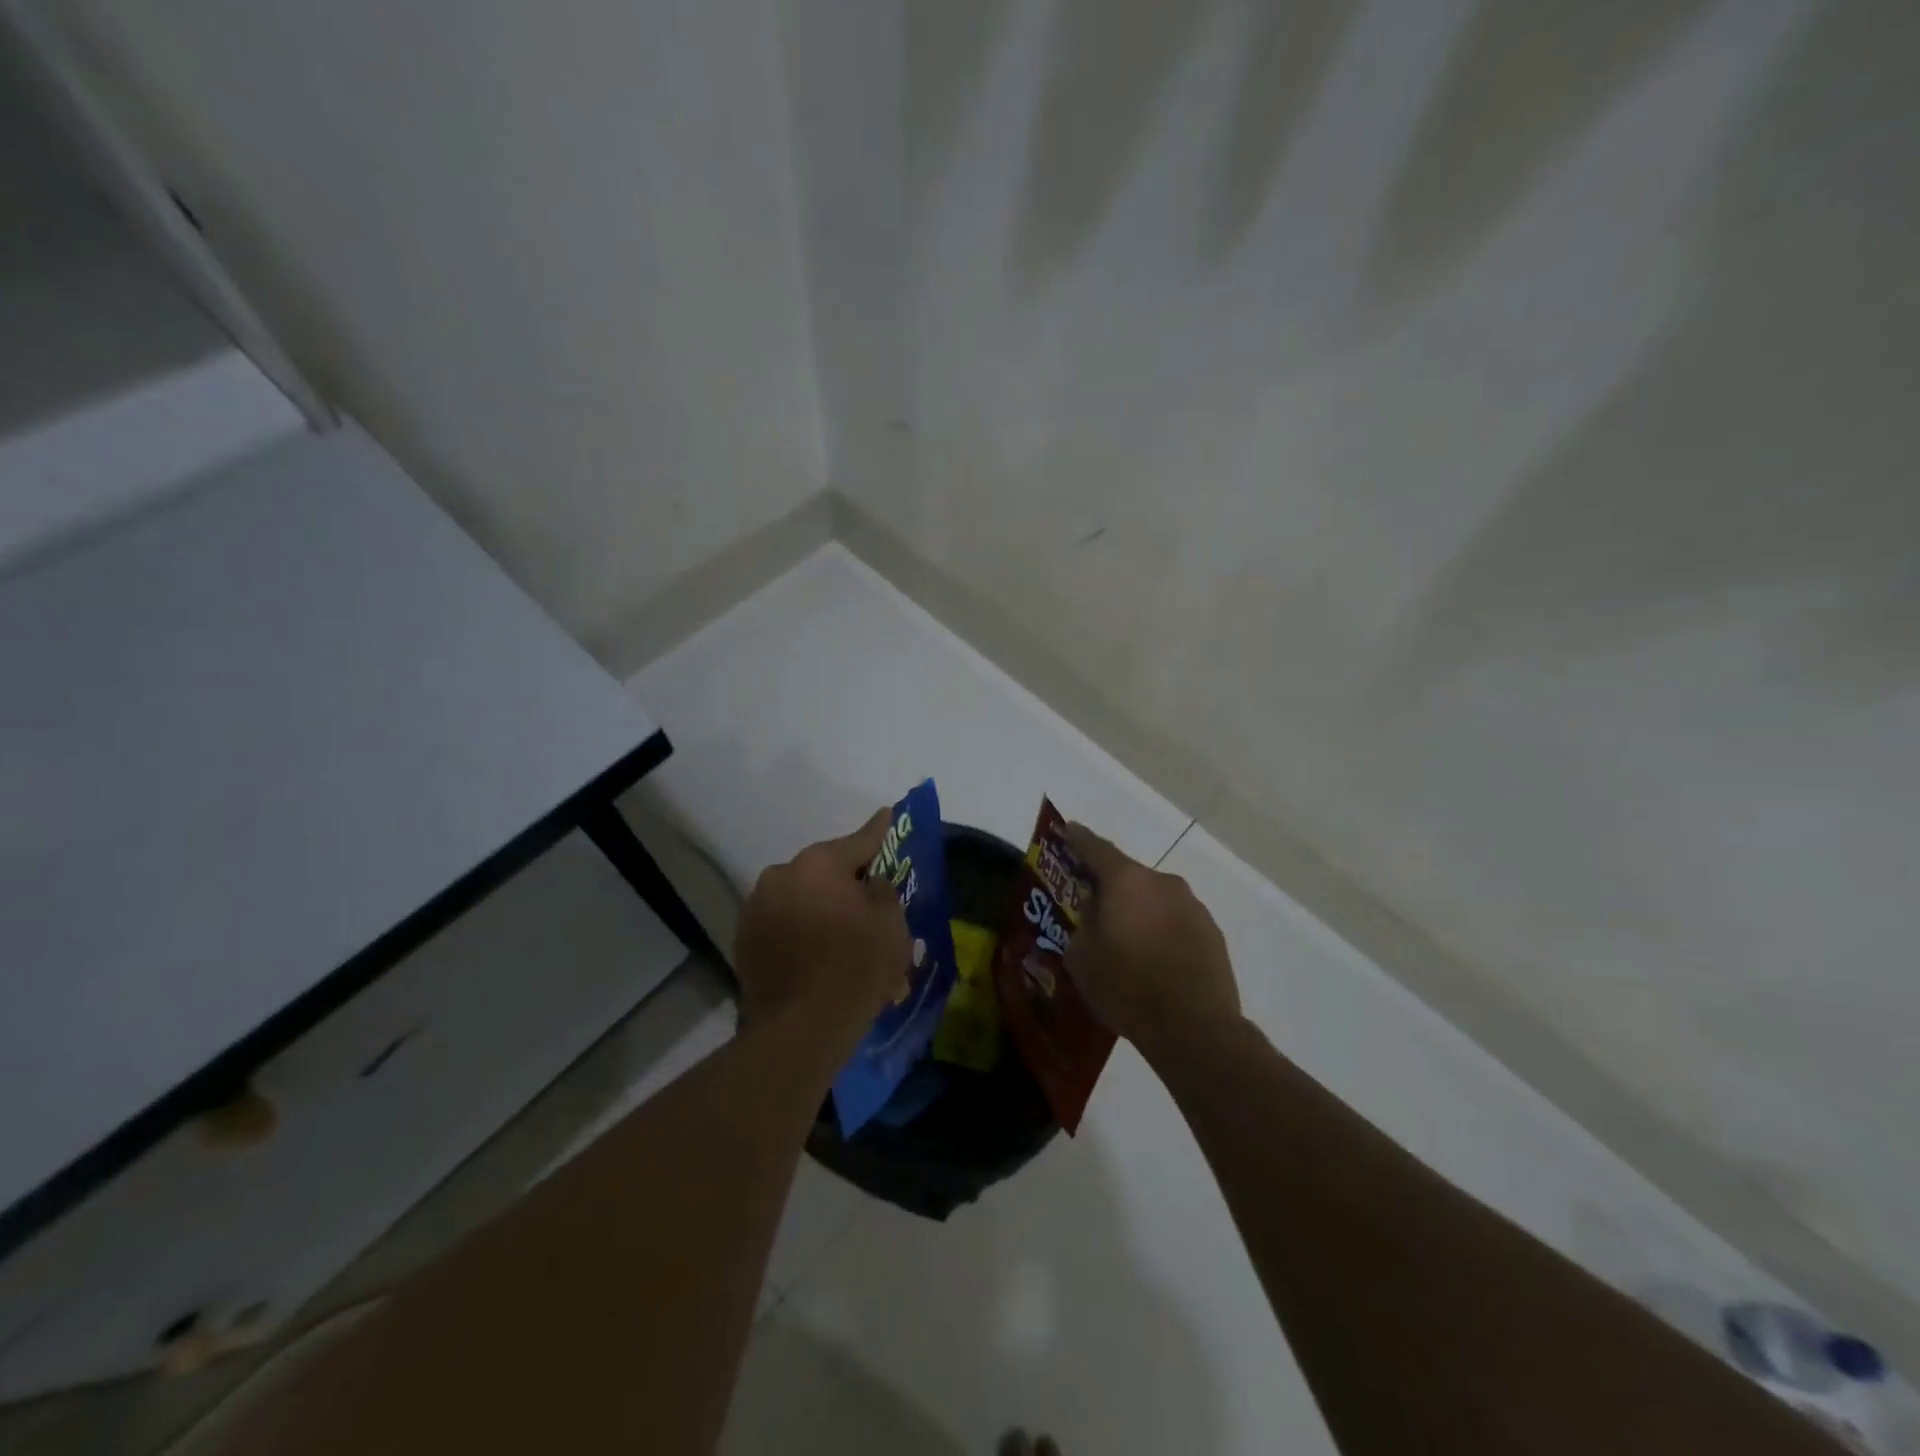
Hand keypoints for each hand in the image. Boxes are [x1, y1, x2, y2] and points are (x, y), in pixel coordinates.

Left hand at [734, 808, 911, 1046]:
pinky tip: (817, 957)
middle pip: (824, 871)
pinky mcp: (744, 941)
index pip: (858, 840)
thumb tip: (869, 883)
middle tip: (868, 904)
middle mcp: (781, 875)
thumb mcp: (891, 924)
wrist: (800, 1028)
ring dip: (820, 910)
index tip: (886, 814)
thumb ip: (882, 891)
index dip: (878, 829)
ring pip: (800, 899)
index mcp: (818, 863)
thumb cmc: (856, 966)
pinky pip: (782, 925)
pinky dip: (800, 932)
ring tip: (842, 939)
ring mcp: (757, 908)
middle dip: (845, 884)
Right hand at [1062, 824, 1240, 1052]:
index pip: (1096, 848)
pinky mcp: (1212, 932)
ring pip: (1155, 899)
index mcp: (1126, 881)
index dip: (1078, 838)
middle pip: (1128, 875)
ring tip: (1127, 941)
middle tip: (1094, 906)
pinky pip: (1176, 921)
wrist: (1194, 1028)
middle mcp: (1163, 882)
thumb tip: (1095, 905)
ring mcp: (1192, 906)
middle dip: (1110, 887)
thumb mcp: (1082, 956)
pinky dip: (1162, 930)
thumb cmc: (1127, 987)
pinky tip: (1155, 958)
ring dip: (1139, 910)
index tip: (1067, 830)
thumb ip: (1084, 920)